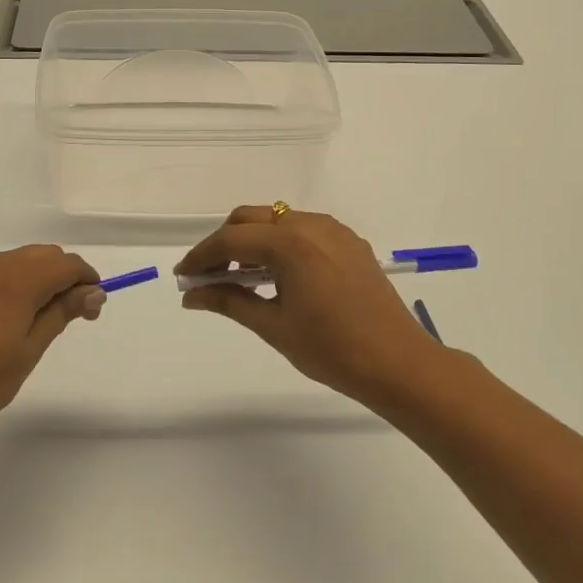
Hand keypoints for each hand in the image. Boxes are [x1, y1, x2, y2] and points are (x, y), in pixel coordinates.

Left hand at [0, 246, 103, 447]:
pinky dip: (24, 284)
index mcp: (18, 279)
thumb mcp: (29, 350)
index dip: (87, 282)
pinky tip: (20, 318)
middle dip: (69, 279)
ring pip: (27, 261)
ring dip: (46, 281)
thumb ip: (62, 313)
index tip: (92, 313)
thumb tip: (93, 291)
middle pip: (48, 256)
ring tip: (48, 322)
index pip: (68, 264)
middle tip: (75, 318)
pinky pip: (6, 271)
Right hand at [176, 207, 442, 405]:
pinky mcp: (350, 242)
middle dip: (224, 243)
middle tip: (207, 276)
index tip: (183, 276)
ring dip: (252, 241)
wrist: (399, 364)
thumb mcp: (274, 326)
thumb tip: (192, 296)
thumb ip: (229, 301)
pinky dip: (280, 244)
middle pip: (251, 219)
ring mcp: (334, 231)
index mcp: (291, 243)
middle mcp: (311, 225)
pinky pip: (303, 230)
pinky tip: (276, 274)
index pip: (232, 241)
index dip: (201, 257)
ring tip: (238, 277)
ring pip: (278, 220)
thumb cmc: (332, 350)